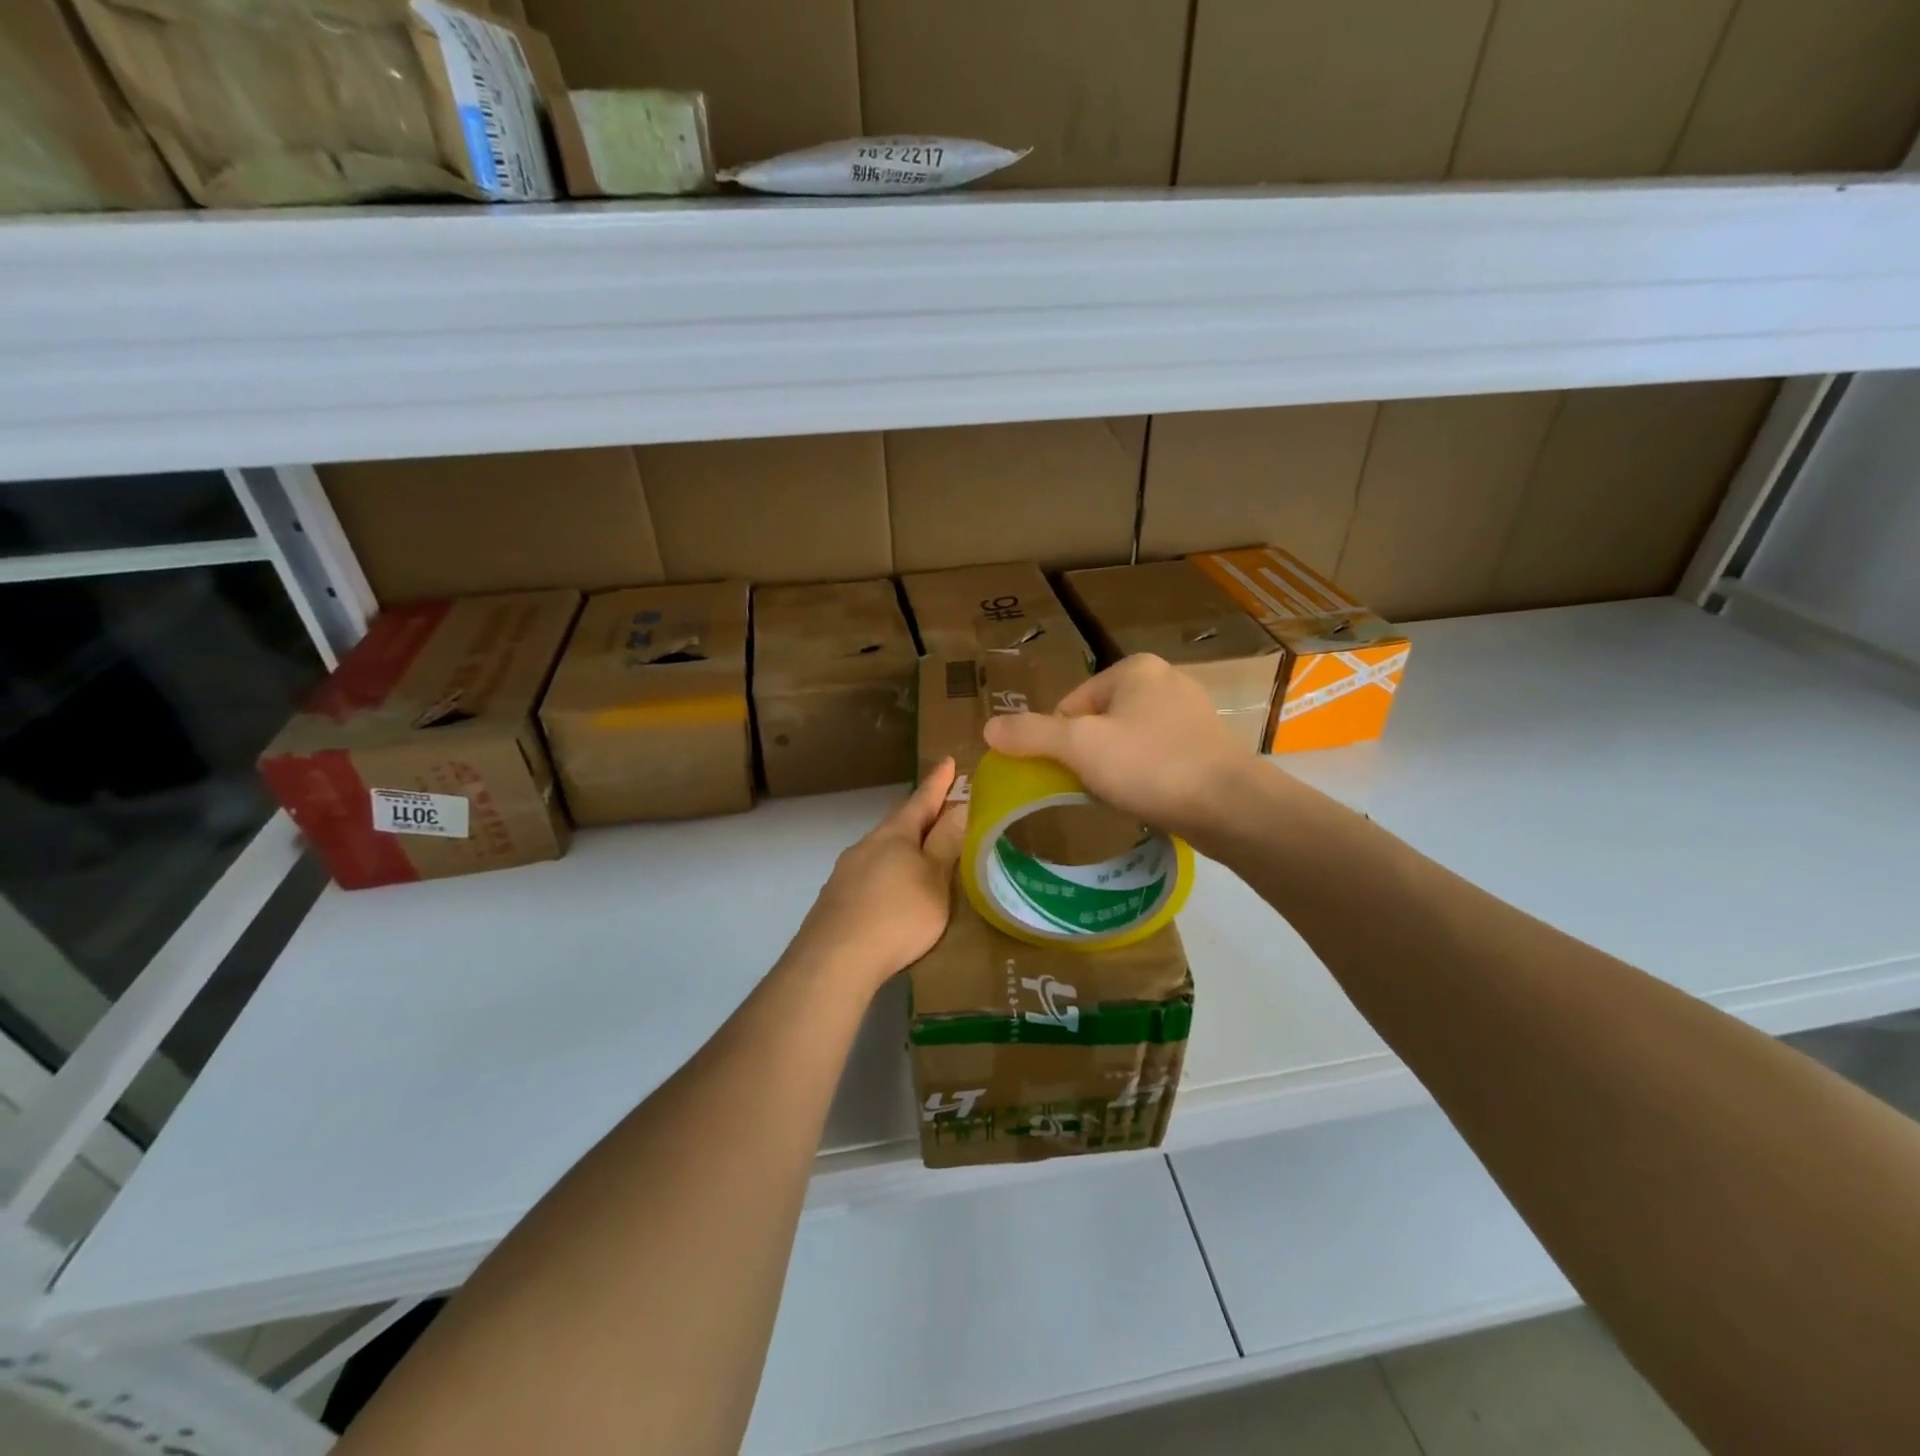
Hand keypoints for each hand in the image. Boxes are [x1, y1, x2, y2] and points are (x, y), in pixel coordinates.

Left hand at [789, 759, 966, 994]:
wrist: (834, 961)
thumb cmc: (896, 915)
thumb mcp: (933, 880)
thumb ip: (946, 844)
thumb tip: (961, 806)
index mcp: (895, 835)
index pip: (922, 799)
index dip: (938, 782)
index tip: (949, 761)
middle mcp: (867, 845)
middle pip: (898, 822)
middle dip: (919, 814)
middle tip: (940, 808)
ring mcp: (846, 872)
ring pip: (881, 849)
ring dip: (902, 847)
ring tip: (921, 854)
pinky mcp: (836, 899)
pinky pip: (869, 874)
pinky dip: (887, 873)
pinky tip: (892, 891)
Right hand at [982, 654, 1252, 840]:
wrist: (1229, 806)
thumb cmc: (1149, 766)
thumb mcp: (1079, 746)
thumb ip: (1031, 734)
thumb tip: (988, 727)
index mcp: (1134, 669)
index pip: (1071, 705)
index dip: (1060, 742)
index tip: (1068, 773)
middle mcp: (1165, 680)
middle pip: (1098, 722)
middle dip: (1089, 755)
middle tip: (1093, 788)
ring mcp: (1191, 712)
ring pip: (1128, 741)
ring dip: (1116, 768)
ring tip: (1122, 796)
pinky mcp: (1207, 744)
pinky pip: (1157, 756)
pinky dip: (1145, 776)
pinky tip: (1148, 798)